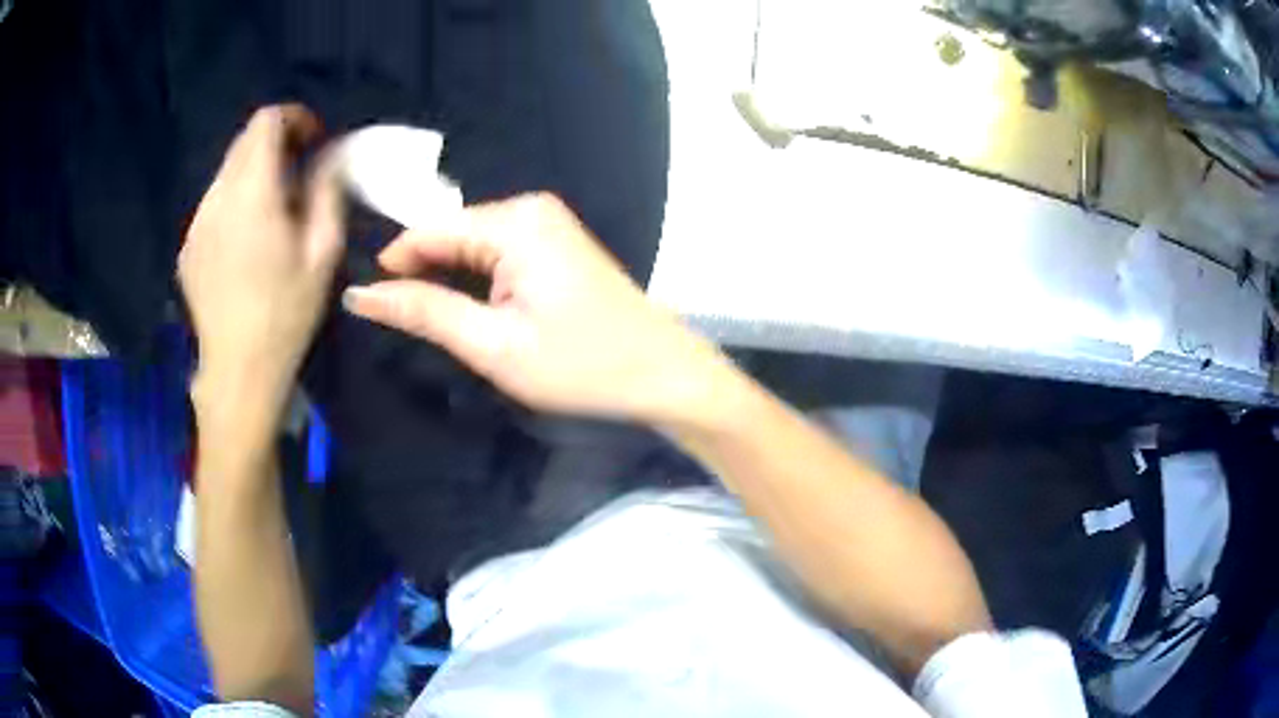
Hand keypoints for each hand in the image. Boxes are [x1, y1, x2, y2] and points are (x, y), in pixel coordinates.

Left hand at [180, 105, 343, 421]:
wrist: (238, 370)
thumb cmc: (286, 313)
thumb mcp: (323, 251)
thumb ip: (327, 191)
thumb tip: (333, 153)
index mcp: (253, 193)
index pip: (265, 122)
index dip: (294, 119)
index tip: (313, 142)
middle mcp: (218, 197)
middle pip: (244, 142)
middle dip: (275, 143)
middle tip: (299, 174)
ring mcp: (197, 222)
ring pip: (227, 172)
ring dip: (254, 174)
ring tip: (273, 212)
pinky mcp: (188, 245)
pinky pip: (214, 204)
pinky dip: (234, 203)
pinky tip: (246, 242)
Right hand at [342, 193, 725, 422]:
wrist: (663, 373)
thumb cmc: (581, 365)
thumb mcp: (493, 345)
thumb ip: (425, 312)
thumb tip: (361, 294)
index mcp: (514, 222)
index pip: (428, 231)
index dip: (392, 266)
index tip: (363, 303)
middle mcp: (529, 208)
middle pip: (450, 235)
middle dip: (421, 274)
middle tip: (400, 325)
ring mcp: (547, 223)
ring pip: (471, 245)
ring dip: (448, 280)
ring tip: (432, 324)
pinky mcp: (555, 243)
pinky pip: (496, 252)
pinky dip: (475, 280)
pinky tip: (471, 311)